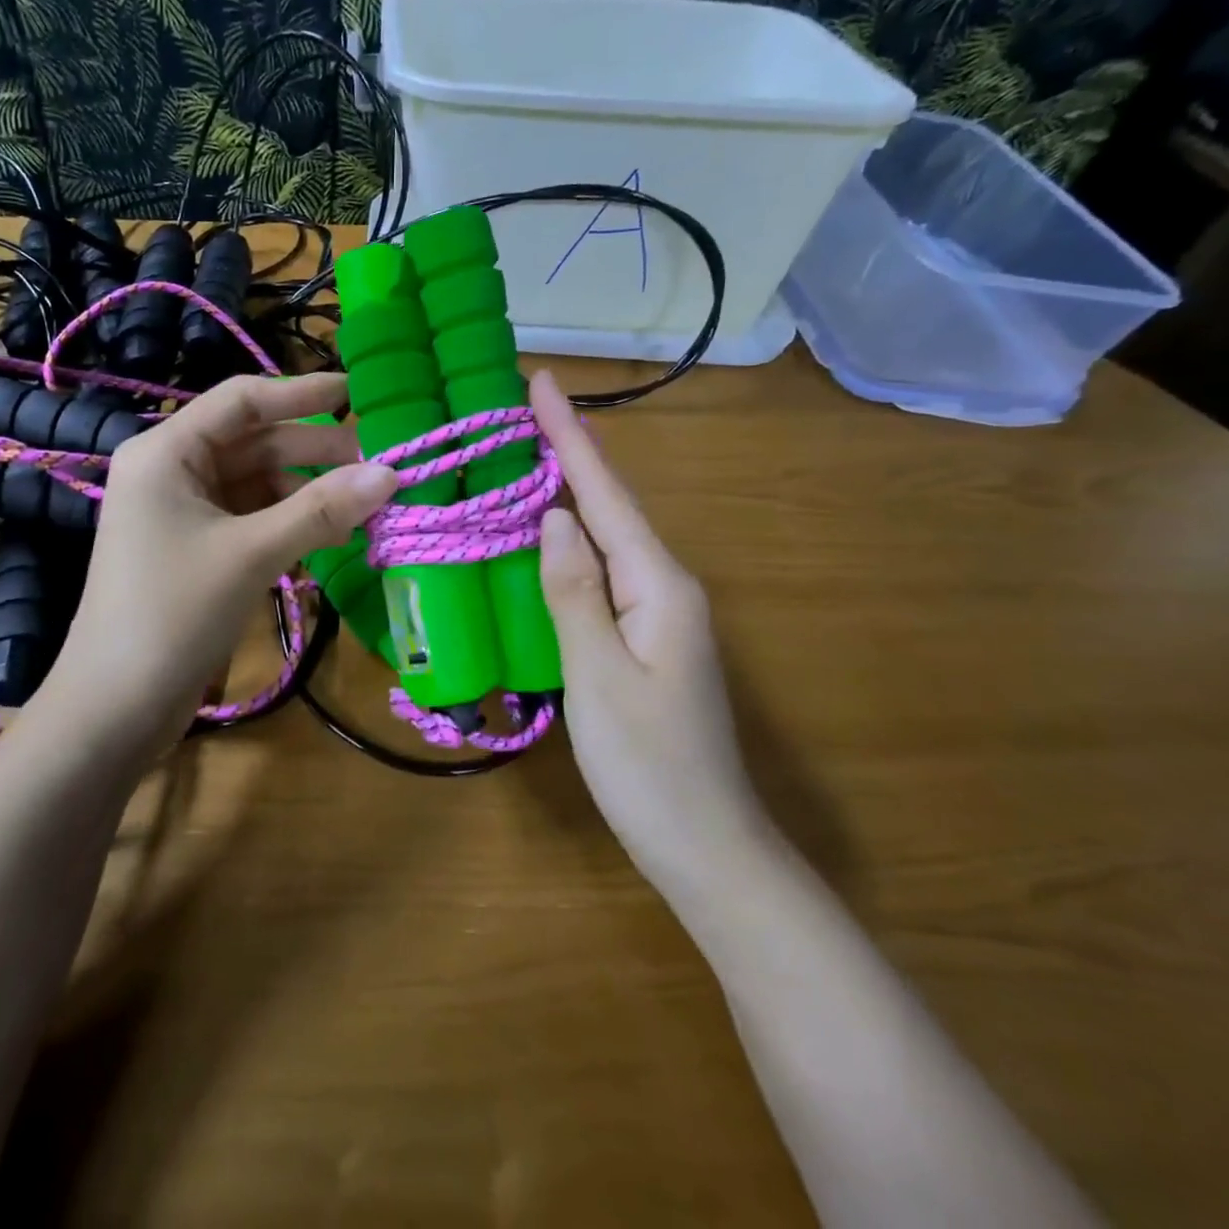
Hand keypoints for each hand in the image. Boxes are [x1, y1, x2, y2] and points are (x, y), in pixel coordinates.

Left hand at [47, 373, 397, 748]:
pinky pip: (251, 518)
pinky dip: (289, 523)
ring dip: (307, 493)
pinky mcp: (195, 548)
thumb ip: (321, 510)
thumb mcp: (252, 554)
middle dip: (314, 452)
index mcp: (166, 452)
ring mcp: (182, 512)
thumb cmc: (174, 613)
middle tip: (377, 464)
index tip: (356, 392)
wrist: (116, 705)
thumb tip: (389, 473)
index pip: (242, 401)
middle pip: (253, 443)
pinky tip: (331, 535)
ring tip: (363, 507)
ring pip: (257, 484)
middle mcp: (171, 471)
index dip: (300, 393)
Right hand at [531, 371, 772, 901]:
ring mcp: (658, 614)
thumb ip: (574, 590)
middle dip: (569, 453)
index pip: (605, 495)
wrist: (706, 847)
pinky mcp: (643, 638)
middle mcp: (664, 586)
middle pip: (610, 506)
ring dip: (568, 492)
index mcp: (658, 585)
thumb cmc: (648, 766)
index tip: (542, 381)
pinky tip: (546, 535)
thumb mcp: (599, 674)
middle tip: (522, 409)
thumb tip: (553, 516)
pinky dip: (571, 541)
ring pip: (605, 538)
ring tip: (526, 453)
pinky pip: (601, 572)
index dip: (571, 436)